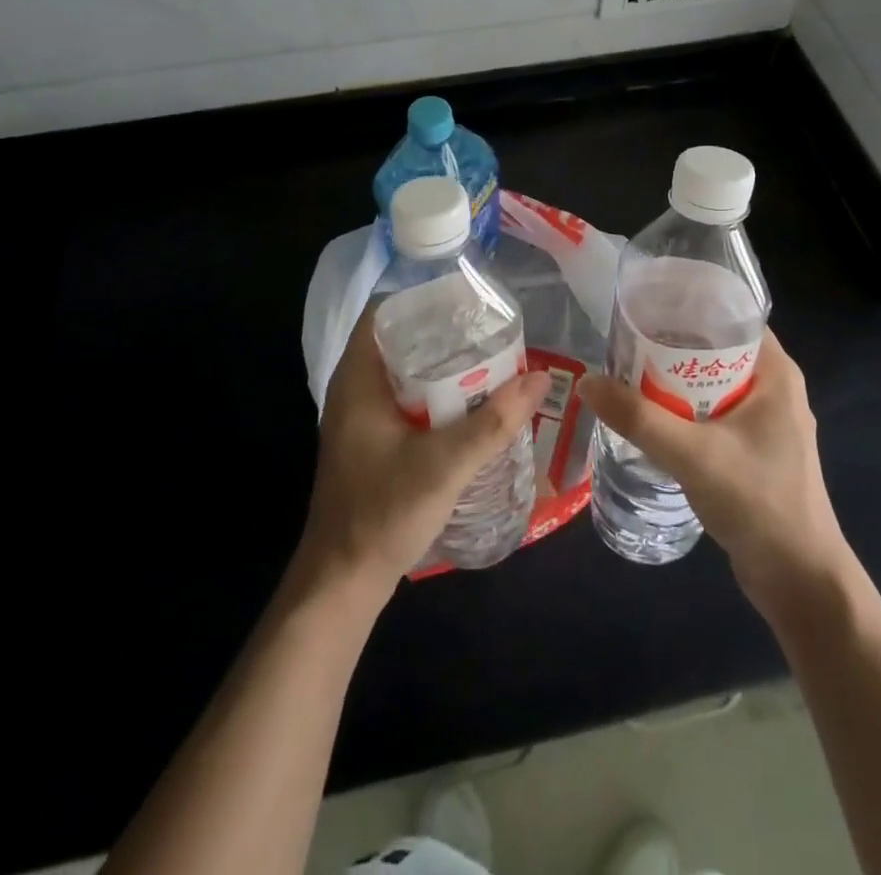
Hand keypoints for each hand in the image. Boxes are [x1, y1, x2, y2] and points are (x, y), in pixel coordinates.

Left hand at [295, 304, 551, 606]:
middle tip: (489, 331)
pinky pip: (405, 401)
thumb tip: (539, 377)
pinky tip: (469, 406)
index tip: (466, 301)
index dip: (423, 298)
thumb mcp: (445, 464)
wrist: (342, 582)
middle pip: (399, 340)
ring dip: (441, 367)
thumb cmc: (383, 512)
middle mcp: (354, 390)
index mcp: (357, 379)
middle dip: (443, 333)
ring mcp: (360, 418)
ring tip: (488, 362)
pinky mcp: (370, 443)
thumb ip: (494, 422)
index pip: (384, 313)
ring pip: (404, 374)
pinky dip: (435, 396)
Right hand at [580, 328, 848, 617]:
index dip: (690, 304)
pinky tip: (649, 415)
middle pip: (716, 348)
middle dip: (672, 343)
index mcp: (776, 373)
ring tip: (626, 371)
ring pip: (711, 383)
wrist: (800, 582)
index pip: (732, 316)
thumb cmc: (759, 503)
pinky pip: (711, 413)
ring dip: (673, 379)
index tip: (646, 304)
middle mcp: (773, 389)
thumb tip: (587, 382)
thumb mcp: (694, 455)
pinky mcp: (752, 450)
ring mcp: (764, 422)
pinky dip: (682, 409)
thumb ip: (639, 418)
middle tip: (624, 339)